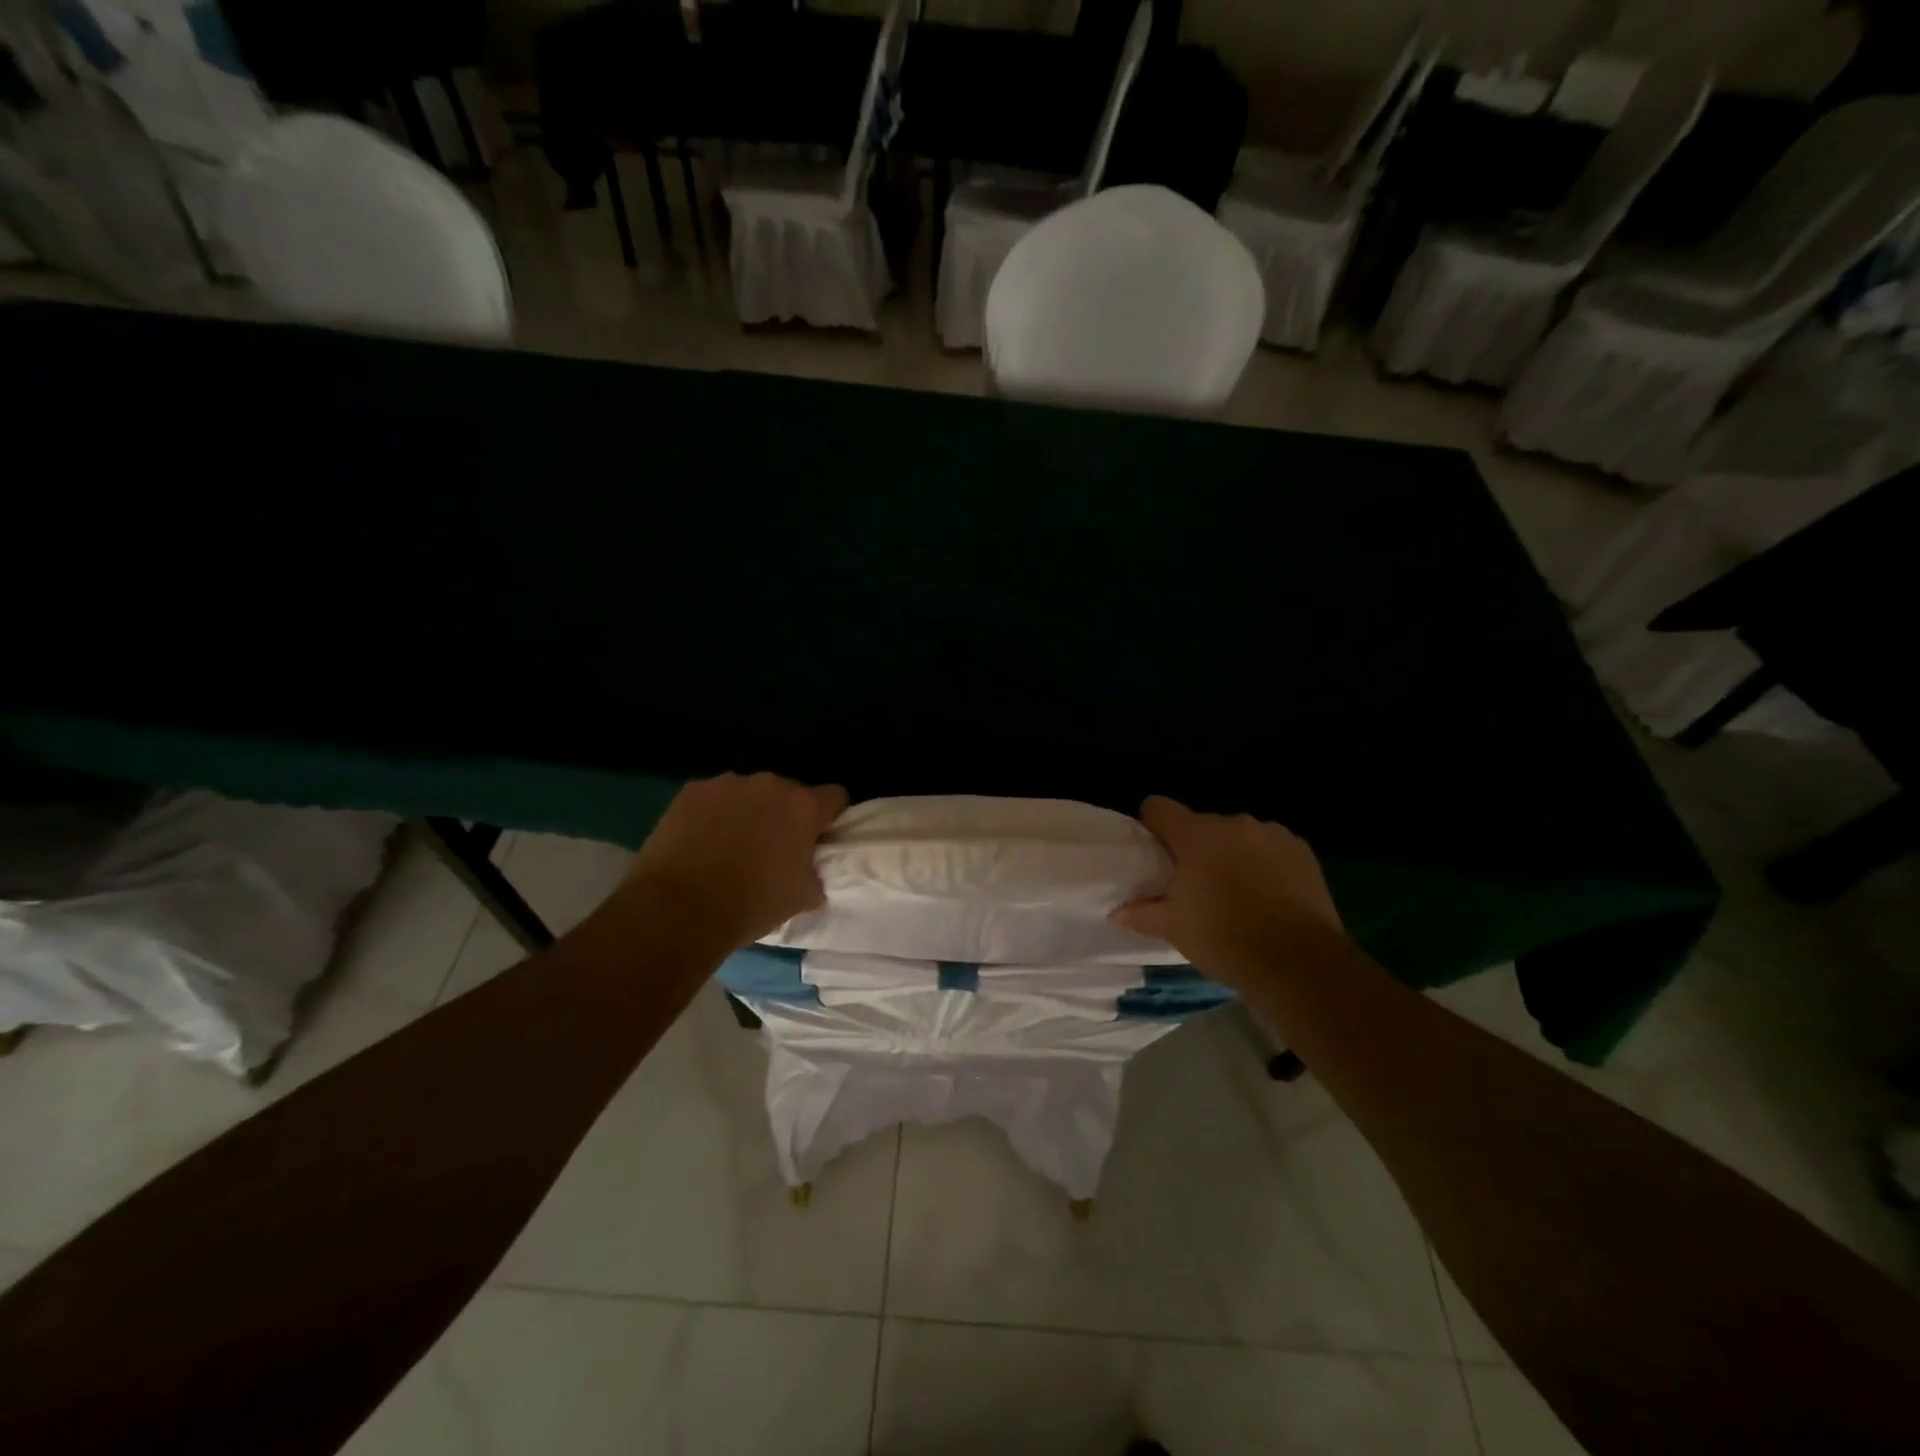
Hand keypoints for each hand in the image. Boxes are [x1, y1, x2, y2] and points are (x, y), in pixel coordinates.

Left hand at [620, 773, 848, 951]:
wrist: (679, 909)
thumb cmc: (751, 904)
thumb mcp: (801, 898)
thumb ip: (814, 875)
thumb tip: (810, 874)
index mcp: (804, 807)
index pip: (835, 797)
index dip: (831, 817)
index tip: (819, 838)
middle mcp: (770, 785)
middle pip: (789, 793)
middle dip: (784, 815)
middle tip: (772, 848)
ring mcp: (727, 784)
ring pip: (748, 794)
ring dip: (748, 812)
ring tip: (730, 846)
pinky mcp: (691, 791)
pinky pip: (713, 798)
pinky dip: (712, 815)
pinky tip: (701, 842)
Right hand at [1113, 796, 1345, 987]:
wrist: (1301, 965)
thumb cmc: (1226, 942)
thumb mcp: (1175, 930)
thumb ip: (1142, 914)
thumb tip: (1117, 912)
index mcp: (1196, 836)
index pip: (1159, 808)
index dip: (1152, 826)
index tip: (1155, 855)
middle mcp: (1233, 824)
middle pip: (1201, 824)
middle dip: (1194, 848)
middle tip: (1195, 886)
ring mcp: (1271, 834)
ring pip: (1237, 836)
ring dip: (1230, 854)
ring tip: (1236, 894)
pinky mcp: (1301, 850)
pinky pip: (1269, 847)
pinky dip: (1262, 863)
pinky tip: (1267, 896)